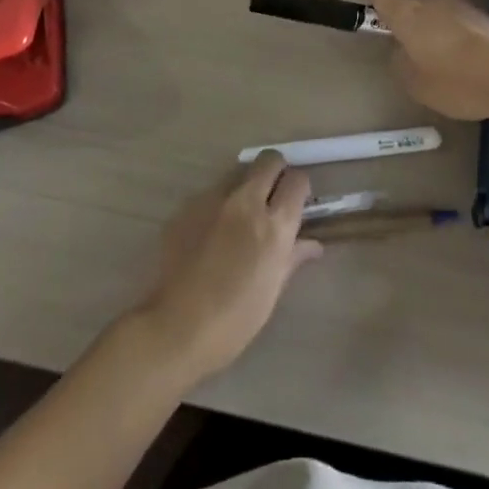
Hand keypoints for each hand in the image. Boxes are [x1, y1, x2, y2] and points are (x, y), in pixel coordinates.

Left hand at [132, 153, 322, 386]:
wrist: (176, 329)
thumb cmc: (234, 320)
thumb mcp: (272, 291)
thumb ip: (293, 257)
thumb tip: (312, 244)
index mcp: (273, 225)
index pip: (297, 180)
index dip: (299, 187)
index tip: (296, 201)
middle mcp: (246, 202)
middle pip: (269, 160)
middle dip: (276, 170)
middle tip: (272, 195)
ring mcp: (214, 200)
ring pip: (238, 173)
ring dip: (245, 186)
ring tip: (239, 217)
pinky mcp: (188, 206)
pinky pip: (211, 194)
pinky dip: (218, 206)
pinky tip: (210, 235)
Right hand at [370, 0, 488, 120]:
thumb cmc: (460, 79)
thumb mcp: (419, 85)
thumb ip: (402, 65)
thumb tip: (403, 51)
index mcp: (409, 13)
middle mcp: (433, 0)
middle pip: (413, 3)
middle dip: (411, 22)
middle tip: (413, 51)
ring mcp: (463, 4)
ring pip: (439, 14)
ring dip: (437, 31)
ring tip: (444, 64)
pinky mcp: (486, 15)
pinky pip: (461, 24)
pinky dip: (459, 39)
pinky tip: (468, 64)